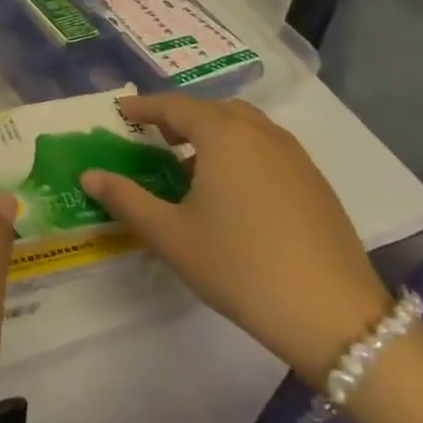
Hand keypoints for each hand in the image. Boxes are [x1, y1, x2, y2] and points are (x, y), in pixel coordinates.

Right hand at [80, 94, 392, 385]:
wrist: (333, 316)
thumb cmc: (239, 266)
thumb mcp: (169, 234)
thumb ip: (125, 199)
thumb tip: (88, 175)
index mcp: (224, 136)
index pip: (175, 106)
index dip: (144, 107)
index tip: (120, 112)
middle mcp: (262, 135)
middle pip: (215, 109)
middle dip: (181, 116)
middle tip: (153, 135)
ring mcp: (296, 159)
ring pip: (246, 127)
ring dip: (214, 132)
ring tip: (188, 162)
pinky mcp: (316, 185)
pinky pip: (268, 149)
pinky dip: (241, 152)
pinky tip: (230, 190)